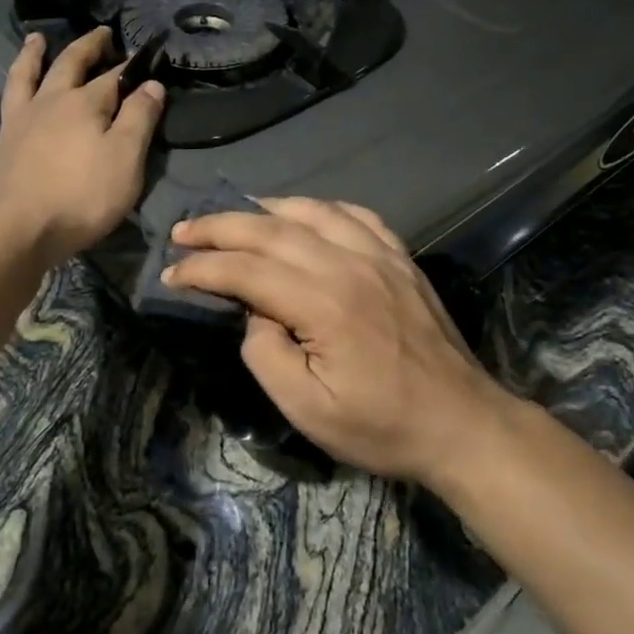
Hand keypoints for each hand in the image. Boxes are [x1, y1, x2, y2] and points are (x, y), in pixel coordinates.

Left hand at [0, 28, 164, 262]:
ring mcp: (21, 120)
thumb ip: (139, 118)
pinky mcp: (2, 143)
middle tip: (101, 33)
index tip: (144, 55)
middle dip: (88, 46)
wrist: (20, 228)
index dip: (131, 66)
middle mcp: (51, 102)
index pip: (114, 76)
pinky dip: (15, 90)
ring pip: (26, 75)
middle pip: (69, 64)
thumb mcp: (126, 159)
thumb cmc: (82, 196)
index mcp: (85, 103)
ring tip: (37, 39)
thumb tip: (151, 83)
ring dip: (34, 54)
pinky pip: (8, 104)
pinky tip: (18, 96)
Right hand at [164, 198, 523, 483]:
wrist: (462, 424)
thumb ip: (266, 354)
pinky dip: (320, 208)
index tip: (171, 273)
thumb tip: (255, 313)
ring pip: (312, 211)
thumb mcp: (308, 410)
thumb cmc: (381, 426)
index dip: (202, 268)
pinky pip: (356, 215)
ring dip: (265, 209)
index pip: (247, 270)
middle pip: (272, 230)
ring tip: (234, 215)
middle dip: (220, 227)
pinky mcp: (401, 259)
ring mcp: (381, 256)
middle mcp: (350, 265)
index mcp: (324, 303)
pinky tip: (303, 214)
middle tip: (184, 230)